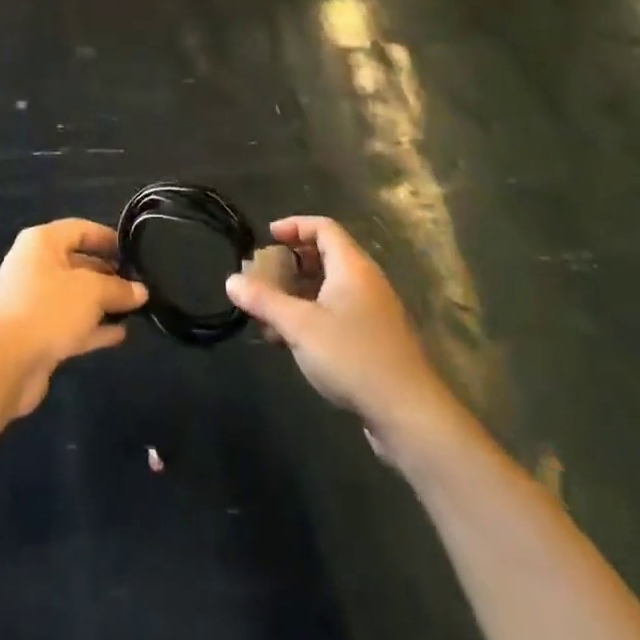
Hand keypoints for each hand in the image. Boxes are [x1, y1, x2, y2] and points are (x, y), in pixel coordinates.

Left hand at [0, 219, 147, 417]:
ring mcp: (33, 301)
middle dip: (109, 274)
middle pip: (78, 263)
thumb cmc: (47, 310)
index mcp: (41, 242)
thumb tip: (141, 290)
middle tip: (140, 284)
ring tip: (136, 308)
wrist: (3, 364)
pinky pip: (70, 323)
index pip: (80, 229)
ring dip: (102, 303)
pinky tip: (119, 334)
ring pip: (75, 296)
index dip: (108, 238)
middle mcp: (35, 266)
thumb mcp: (91, 292)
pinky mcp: (35, 333)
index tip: (135, 252)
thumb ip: (118, 288)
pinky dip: (92, 327)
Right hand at [226, 217, 468, 466]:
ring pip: (330, 289)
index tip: (267, 237)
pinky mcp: (375, 341)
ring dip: (298, 295)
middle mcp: (366, 282)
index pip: (323, 228)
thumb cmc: (353, 357)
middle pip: (325, 256)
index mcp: (352, 267)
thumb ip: (264, 301)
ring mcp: (374, 312)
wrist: (409, 414)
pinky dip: (312, 316)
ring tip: (269, 314)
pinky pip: (338, 314)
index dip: (294, 226)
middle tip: (263, 275)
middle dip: (291, 264)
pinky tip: (292, 342)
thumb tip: (231, 280)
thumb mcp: (299, 326)